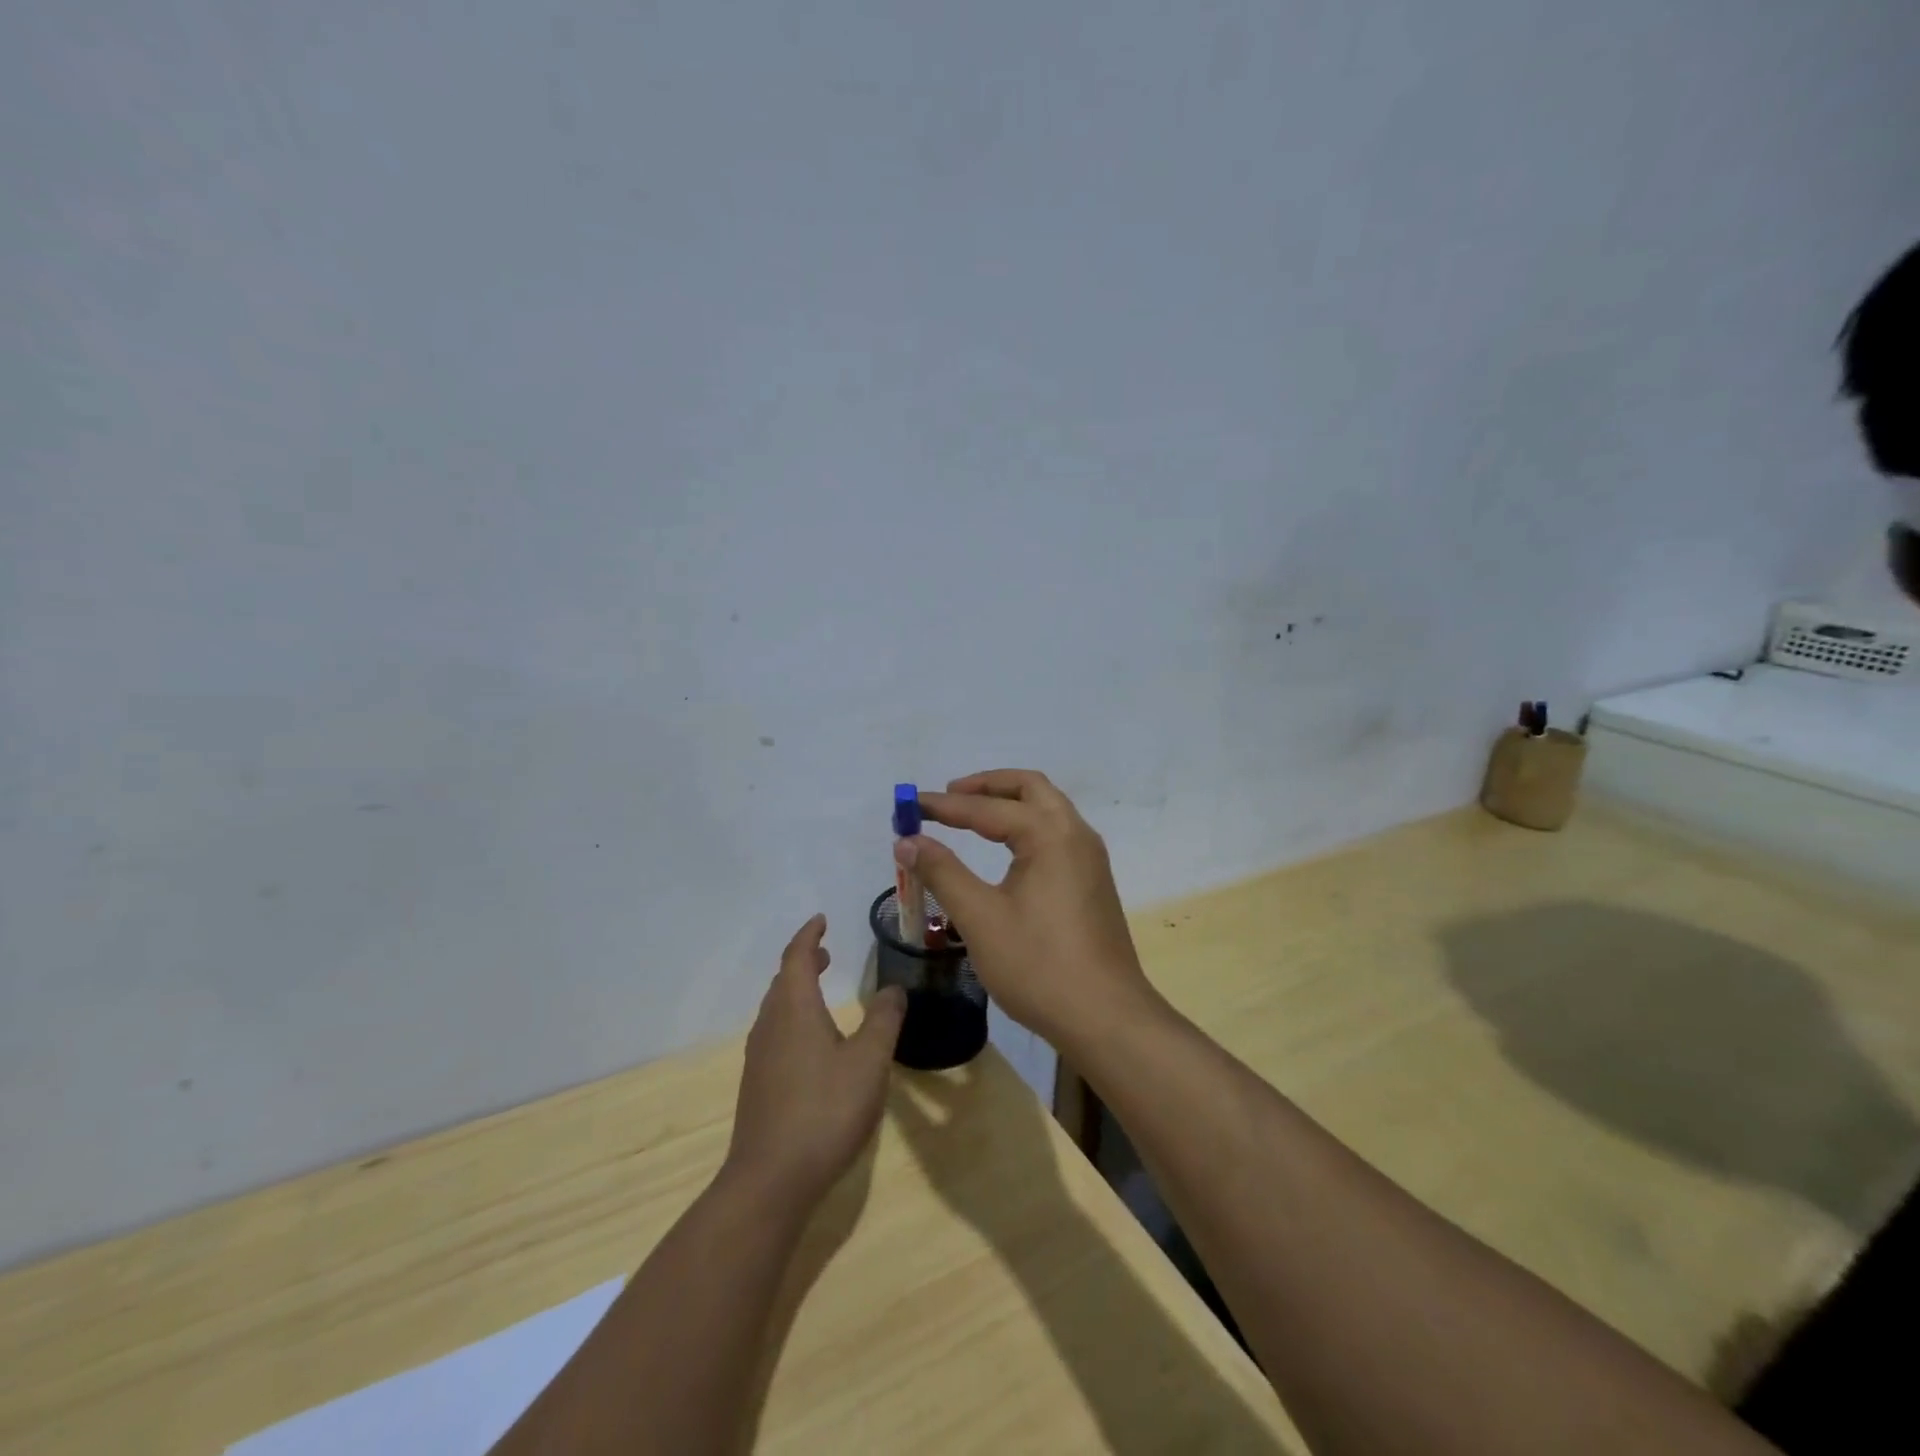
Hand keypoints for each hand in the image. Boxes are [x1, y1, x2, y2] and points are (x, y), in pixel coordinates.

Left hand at [725, 914, 906, 1208]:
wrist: (771, 1180)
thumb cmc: (825, 1110)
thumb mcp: (869, 1061)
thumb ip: (883, 1020)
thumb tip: (893, 988)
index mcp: (794, 1009)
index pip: (796, 957)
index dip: (809, 935)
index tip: (822, 920)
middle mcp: (770, 1025)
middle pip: (783, 981)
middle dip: (804, 962)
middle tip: (826, 954)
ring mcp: (759, 1056)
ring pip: (777, 1008)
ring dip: (797, 991)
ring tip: (821, 991)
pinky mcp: (758, 1084)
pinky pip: (775, 1032)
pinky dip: (793, 1018)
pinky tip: (812, 1043)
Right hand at [893, 769, 1158, 1049]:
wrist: (1106, 1018)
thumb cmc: (1039, 966)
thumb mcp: (980, 918)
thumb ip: (942, 872)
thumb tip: (907, 841)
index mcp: (1050, 835)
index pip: (988, 808)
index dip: (944, 806)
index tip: (909, 806)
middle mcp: (1076, 834)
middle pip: (1030, 787)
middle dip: (986, 786)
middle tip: (948, 797)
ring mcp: (1090, 858)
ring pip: (1048, 808)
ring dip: (1009, 803)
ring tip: (970, 817)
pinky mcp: (1093, 881)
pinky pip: (1057, 833)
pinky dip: (1026, 825)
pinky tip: (1005, 850)